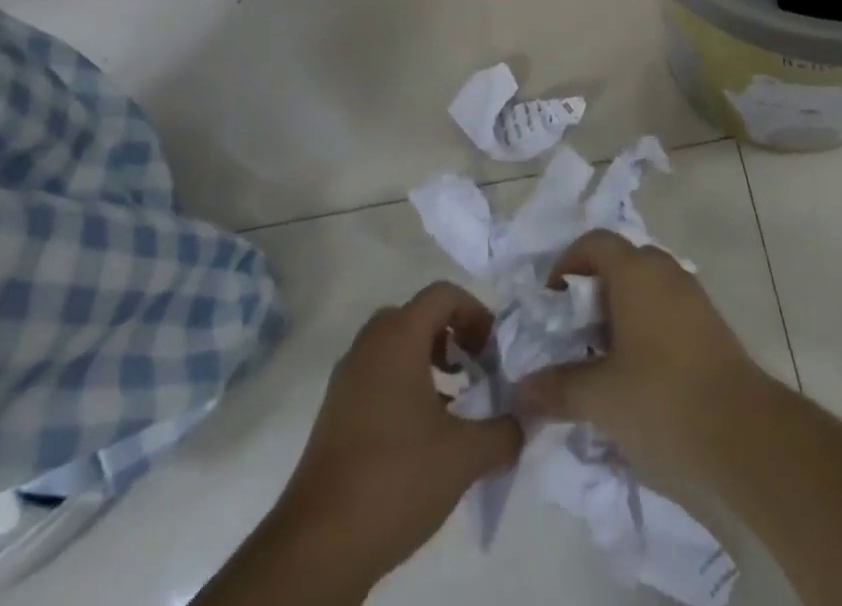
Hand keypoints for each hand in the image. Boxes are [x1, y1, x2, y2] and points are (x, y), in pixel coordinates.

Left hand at [276, 282, 522, 591]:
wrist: (317, 546)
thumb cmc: (396, 478)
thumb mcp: (465, 456)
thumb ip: (505, 431)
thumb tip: (524, 421)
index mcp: (398, 337)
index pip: (444, 294)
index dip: (476, 313)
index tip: (494, 352)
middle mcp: (369, 346)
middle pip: (418, 316)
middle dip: (451, 337)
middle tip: (474, 370)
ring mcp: (346, 380)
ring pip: (395, 348)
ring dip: (428, 363)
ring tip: (454, 406)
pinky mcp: (334, 414)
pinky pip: (377, 377)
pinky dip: (404, 387)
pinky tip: (422, 435)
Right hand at [512, 230, 775, 487]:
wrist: (744, 433)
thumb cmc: (662, 398)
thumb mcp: (600, 398)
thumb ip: (558, 387)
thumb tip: (522, 388)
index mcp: (635, 271)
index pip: (594, 242)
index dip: (567, 264)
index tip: (552, 303)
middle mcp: (665, 271)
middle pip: (621, 262)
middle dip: (593, 291)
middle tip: (574, 333)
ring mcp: (692, 296)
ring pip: (646, 287)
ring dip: (620, 312)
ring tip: (602, 359)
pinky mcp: (710, 325)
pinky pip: (667, 309)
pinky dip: (646, 327)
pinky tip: (637, 374)